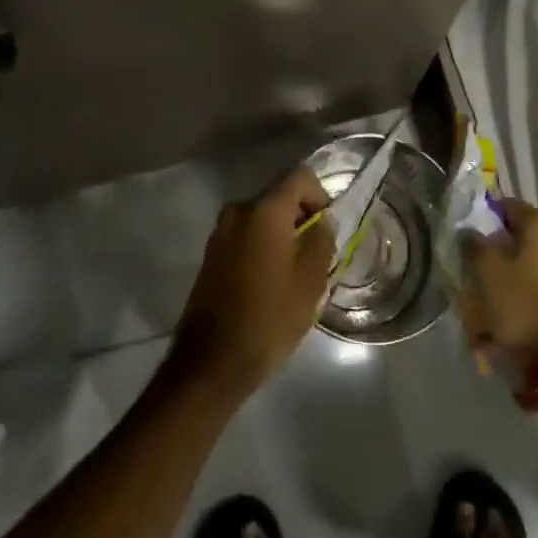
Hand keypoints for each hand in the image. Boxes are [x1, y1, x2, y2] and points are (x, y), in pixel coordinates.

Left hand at [170, 167, 335, 399]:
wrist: (212, 361)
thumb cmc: (270, 316)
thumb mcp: (310, 280)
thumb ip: (322, 239)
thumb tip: (323, 219)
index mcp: (265, 209)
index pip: (300, 176)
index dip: (320, 195)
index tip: (326, 229)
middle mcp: (239, 210)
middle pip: (279, 196)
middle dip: (301, 218)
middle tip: (316, 256)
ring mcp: (220, 231)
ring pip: (262, 219)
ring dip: (282, 235)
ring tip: (294, 275)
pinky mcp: (211, 253)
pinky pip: (246, 236)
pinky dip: (262, 248)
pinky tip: (270, 284)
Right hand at [456, 201, 537, 362]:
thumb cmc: (521, 306)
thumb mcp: (485, 270)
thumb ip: (474, 243)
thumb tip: (472, 233)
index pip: (508, 205)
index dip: (485, 217)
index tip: (469, 237)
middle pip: (523, 234)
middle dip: (500, 246)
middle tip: (477, 266)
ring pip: (534, 259)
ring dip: (513, 269)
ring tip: (492, 292)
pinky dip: (528, 288)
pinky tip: (512, 307)